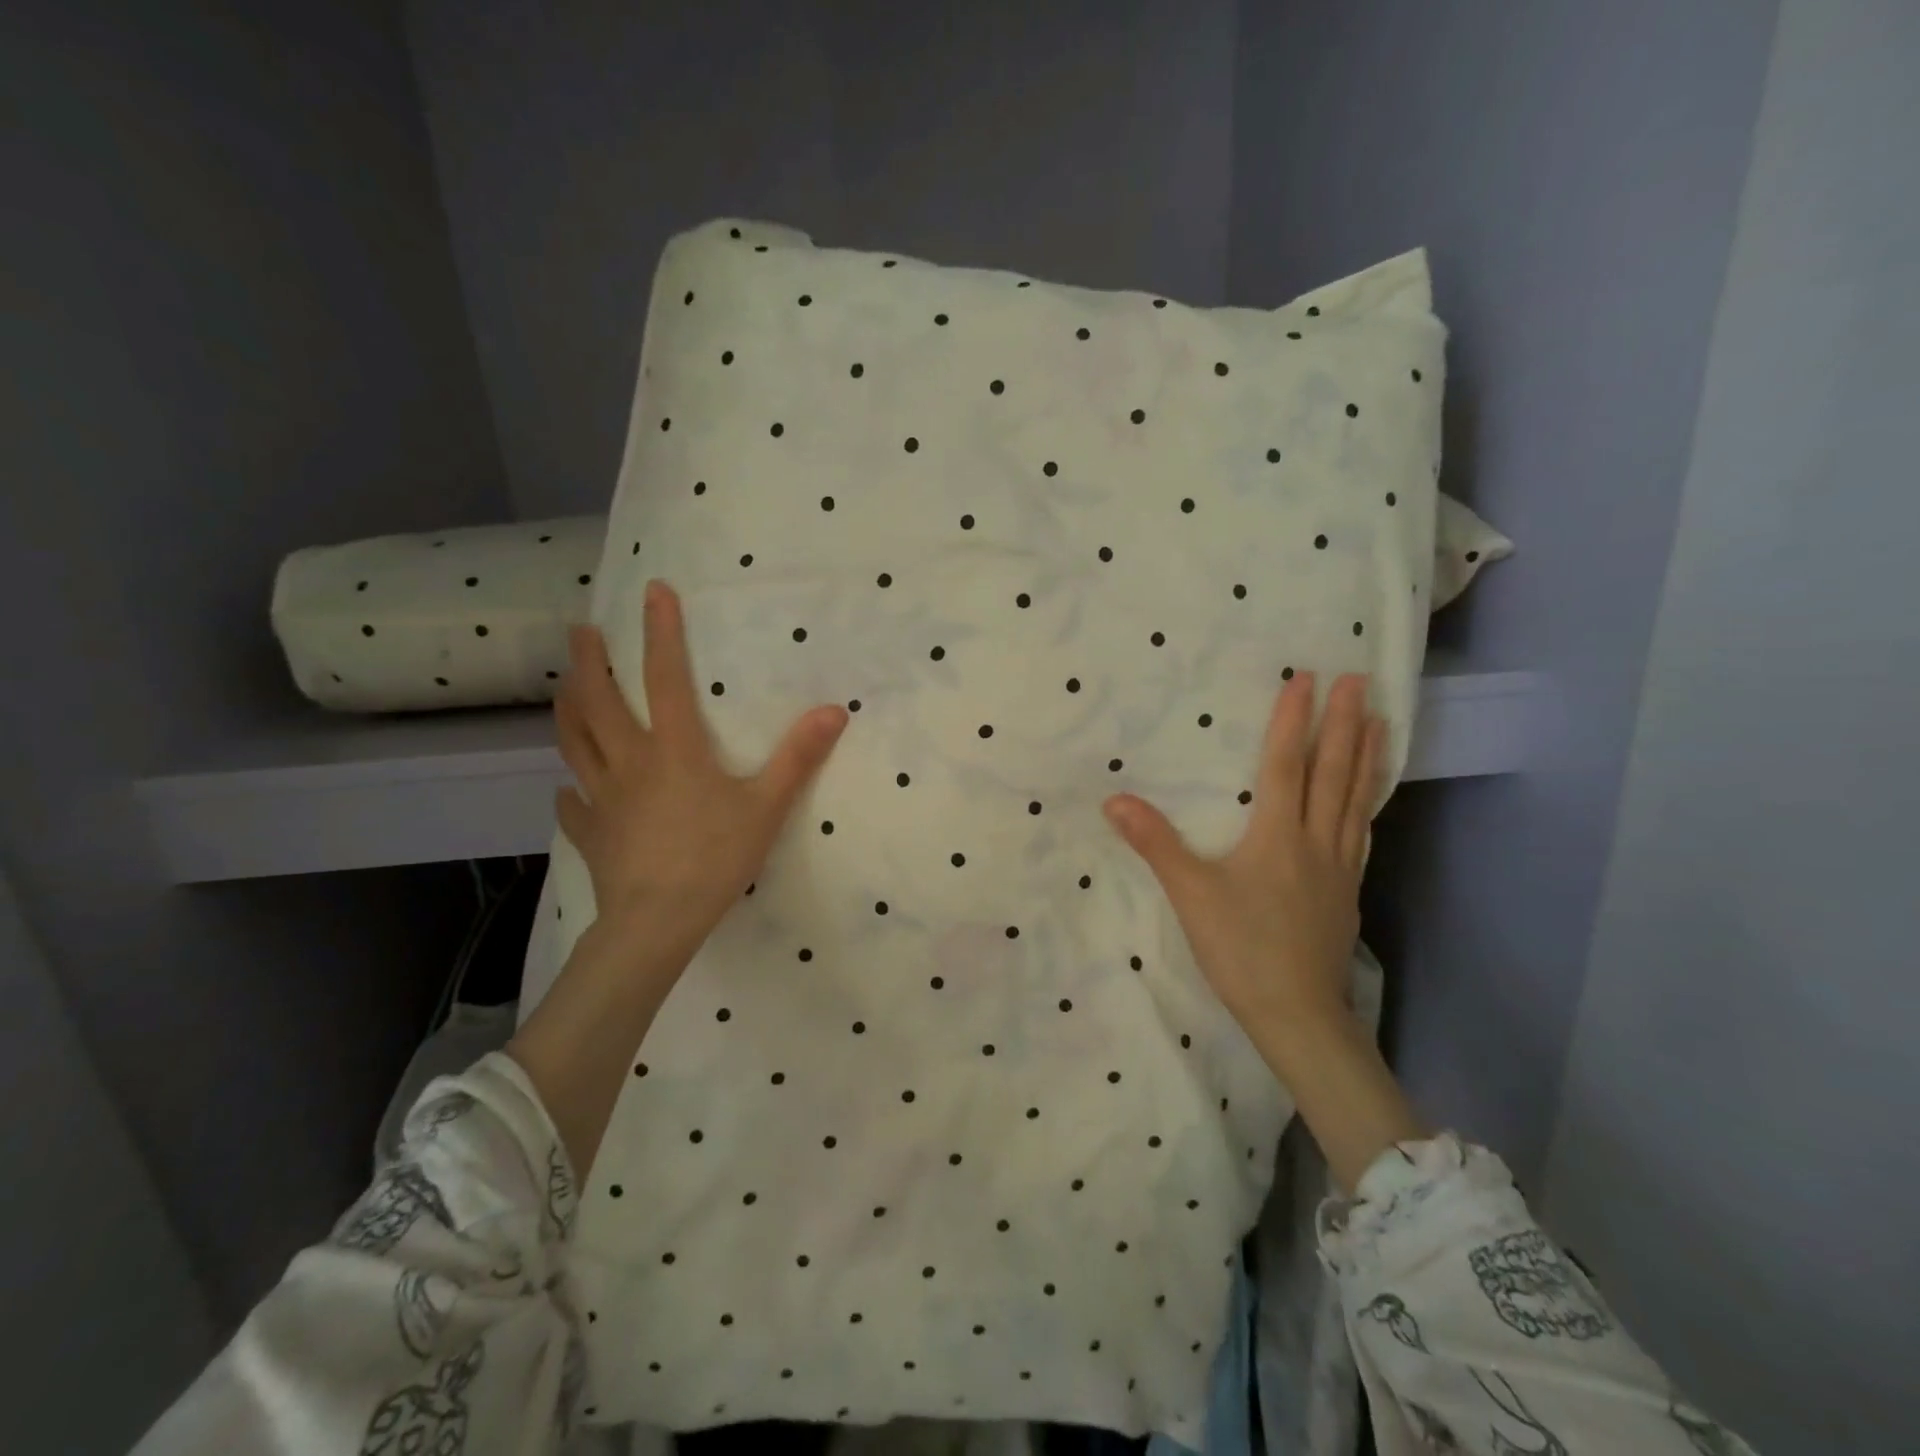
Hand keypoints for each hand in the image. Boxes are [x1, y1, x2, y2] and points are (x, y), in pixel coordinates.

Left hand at [553, 580, 848, 965]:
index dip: (661, 632)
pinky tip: (566, 791)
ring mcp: (602, 798)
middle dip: (589, 662)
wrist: (657, 922)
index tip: (654, 591)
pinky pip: (572, 805)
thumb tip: (834, 710)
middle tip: (581, 632)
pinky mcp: (591, 833)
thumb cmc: (715, 858)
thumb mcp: (767, 806)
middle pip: (598, 701)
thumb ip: (798, 757)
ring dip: (567, 709)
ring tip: (563, 687)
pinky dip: (568, 792)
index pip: (665, 677)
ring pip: (574, 742)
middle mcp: (629, 762)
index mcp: (674, 749)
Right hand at [1103, 672, 1382, 1074]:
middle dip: (1345, 723)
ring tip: (1383, 721)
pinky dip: (1368, 804)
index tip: (1306, 678)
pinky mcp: (1348, 891)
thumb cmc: (1241, 948)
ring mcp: (1339, 867)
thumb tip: (1115, 800)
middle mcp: (1316, 841)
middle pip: (1333, 773)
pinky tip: (1369, 800)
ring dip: (1367, 756)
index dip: (1293, 720)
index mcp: (1277, 835)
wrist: (1297, 1012)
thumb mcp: (1190, 894)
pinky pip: (1361, 832)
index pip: (1286, 764)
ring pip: (1357, 800)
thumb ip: (1155, 844)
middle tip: (1360, 681)